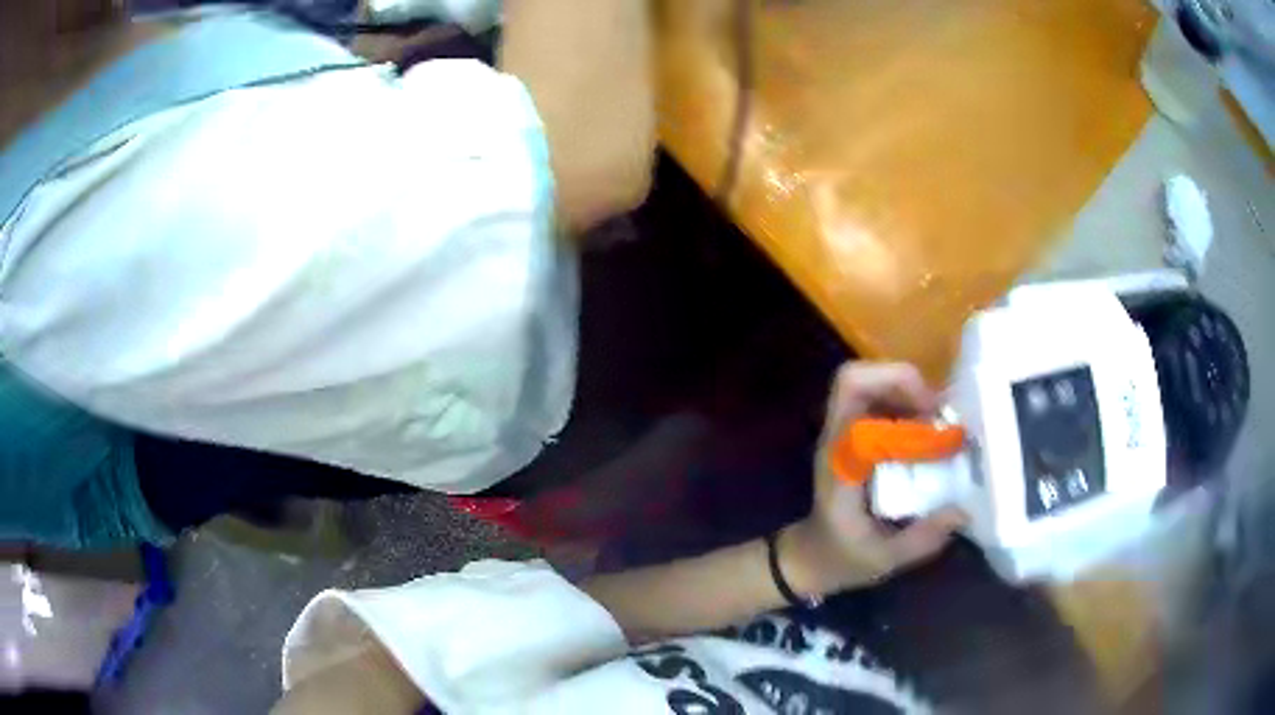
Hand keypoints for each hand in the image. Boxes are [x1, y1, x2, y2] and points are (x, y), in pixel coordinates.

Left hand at [782, 362, 966, 596]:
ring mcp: (845, 436)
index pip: (851, 391)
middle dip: (903, 380)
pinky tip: (931, 434)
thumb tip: (963, 511)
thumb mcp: (882, 558)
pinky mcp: (857, 441)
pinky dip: (908, 409)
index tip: (933, 415)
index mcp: (841, 457)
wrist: (810, 560)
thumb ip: (922, 538)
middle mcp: (839, 437)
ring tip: (940, 421)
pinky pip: (880, 407)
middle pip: (857, 377)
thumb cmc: (840, 558)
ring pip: (871, 386)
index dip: (896, 387)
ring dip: (909, 394)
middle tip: (938, 411)